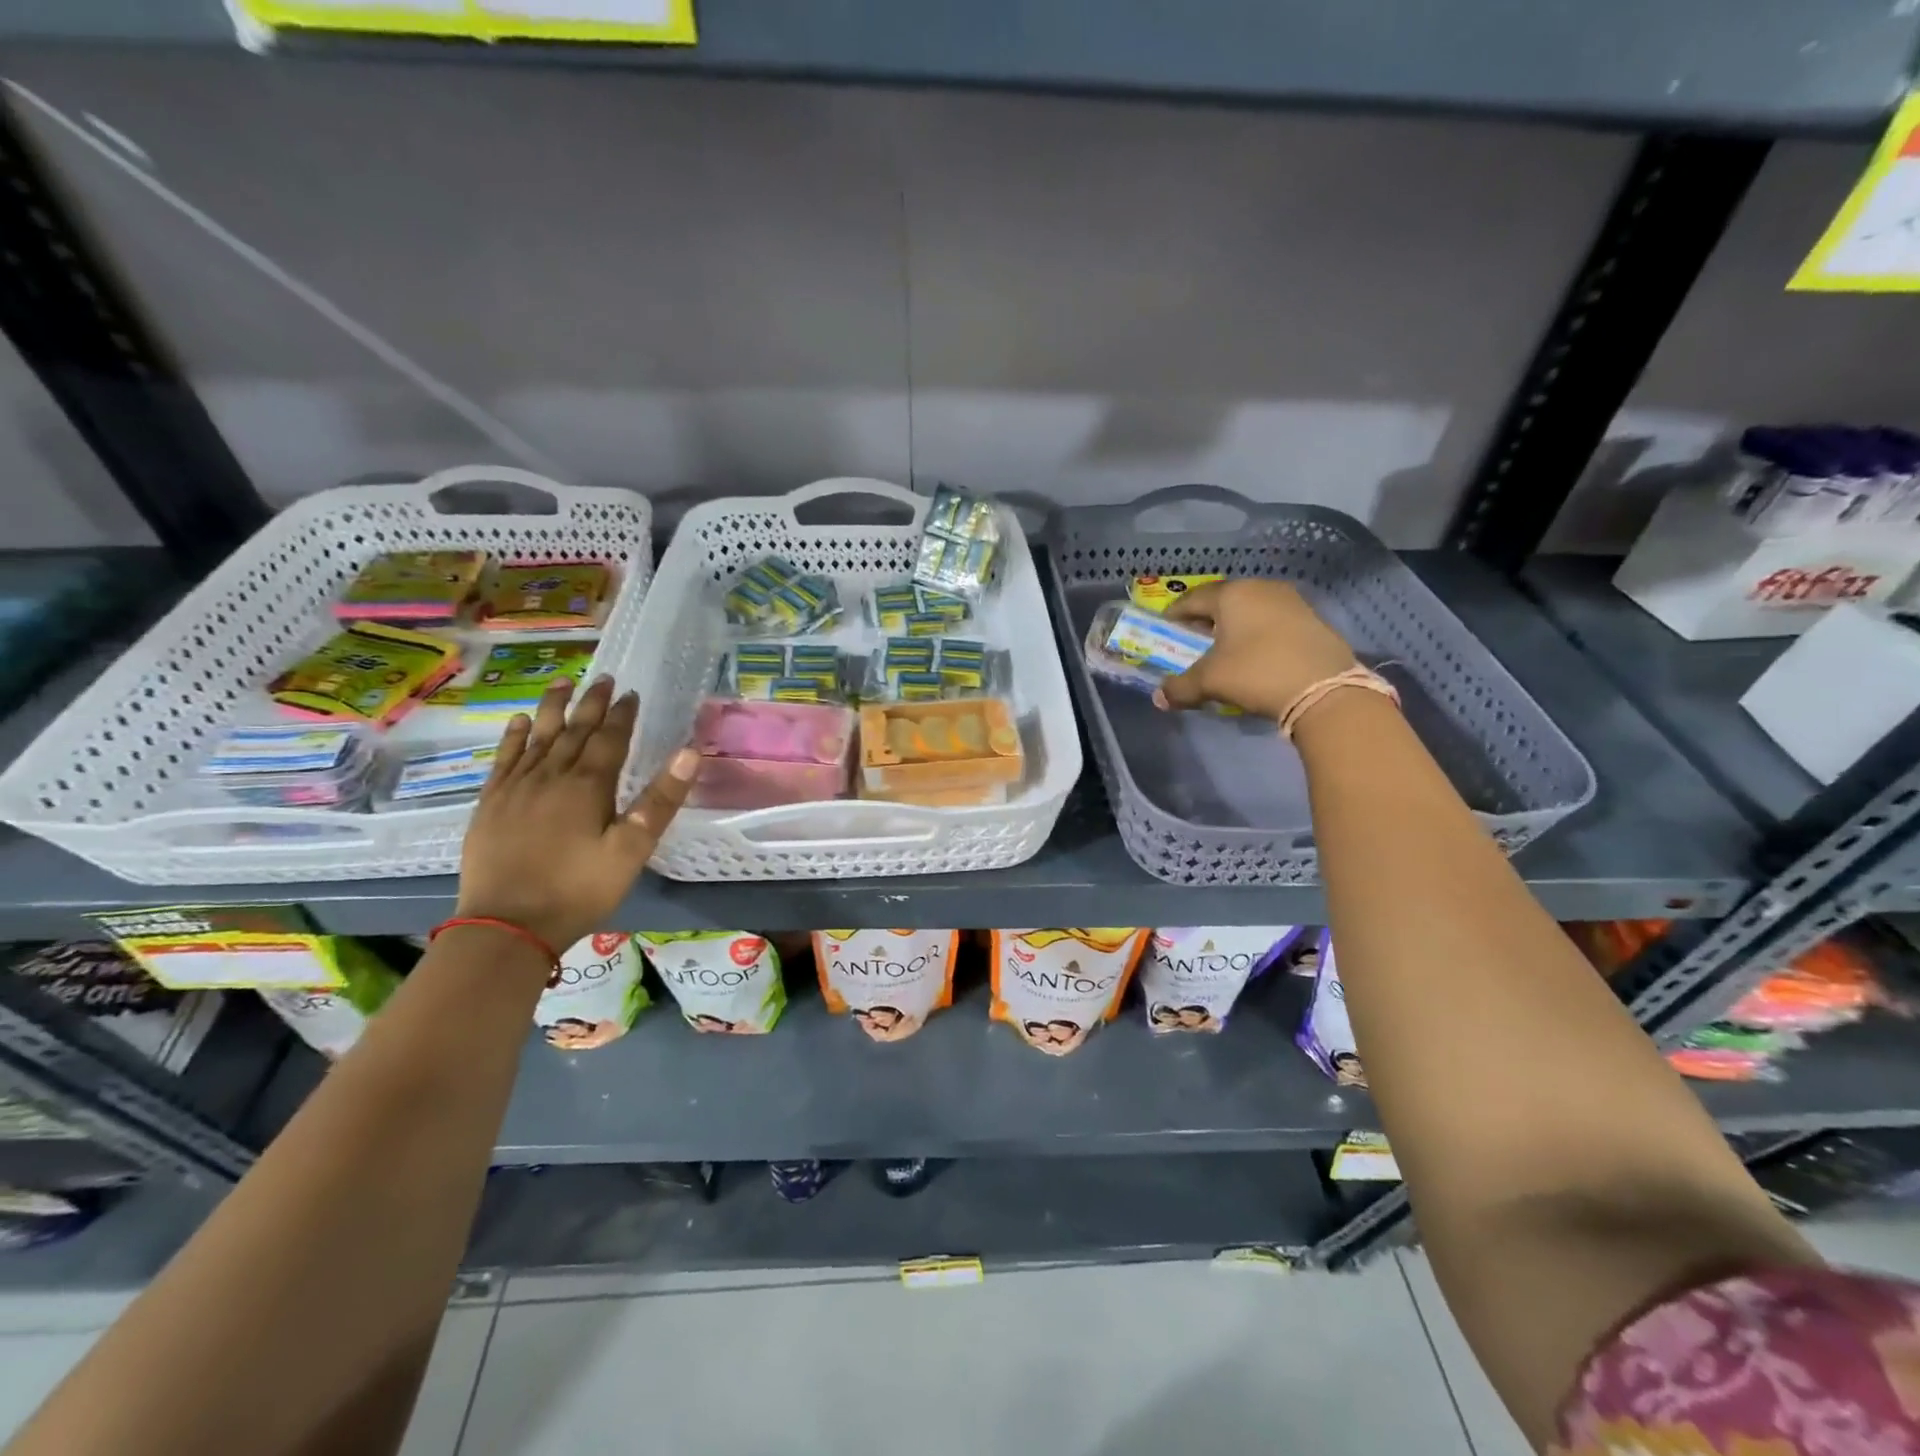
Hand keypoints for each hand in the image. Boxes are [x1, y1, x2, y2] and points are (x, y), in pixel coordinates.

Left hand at [455, 676, 698, 951]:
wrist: (507, 925)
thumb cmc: (579, 889)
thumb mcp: (632, 850)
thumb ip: (661, 800)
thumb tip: (690, 752)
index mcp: (588, 785)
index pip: (610, 739)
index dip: (622, 714)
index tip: (631, 693)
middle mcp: (551, 775)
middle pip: (574, 730)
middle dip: (591, 703)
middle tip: (602, 678)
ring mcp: (516, 787)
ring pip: (538, 736)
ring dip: (553, 708)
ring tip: (563, 683)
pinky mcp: (491, 803)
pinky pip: (505, 758)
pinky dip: (514, 736)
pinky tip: (519, 722)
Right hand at [1154, 579, 1355, 718]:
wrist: (1324, 690)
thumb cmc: (1255, 673)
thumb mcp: (1210, 681)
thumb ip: (1180, 687)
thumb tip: (1160, 697)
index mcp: (1232, 594)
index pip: (1193, 598)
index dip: (1175, 614)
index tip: (1165, 628)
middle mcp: (1261, 588)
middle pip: (1224, 600)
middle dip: (1205, 619)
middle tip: (1193, 639)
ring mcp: (1291, 602)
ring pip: (1251, 609)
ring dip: (1234, 626)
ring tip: (1225, 648)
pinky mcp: (1313, 620)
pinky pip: (1273, 621)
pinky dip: (1258, 634)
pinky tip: (1256, 655)